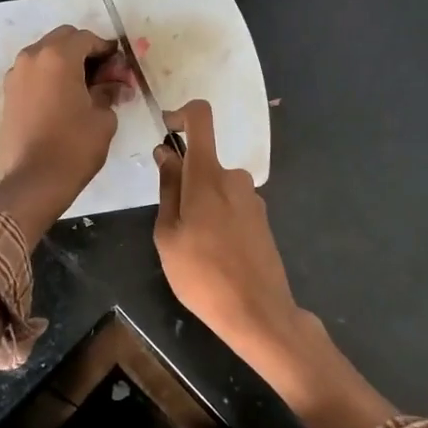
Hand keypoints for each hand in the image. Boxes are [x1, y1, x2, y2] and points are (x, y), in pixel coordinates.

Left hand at [0, 26, 134, 241]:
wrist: (34, 181)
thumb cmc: (74, 146)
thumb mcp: (103, 117)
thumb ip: (109, 91)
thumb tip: (115, 83)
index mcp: (58, 56)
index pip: (87, 38)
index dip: (107, 49)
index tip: (120, 66)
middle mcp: (32, 57)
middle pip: (63, 40)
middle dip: (85, 52)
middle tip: (104, 75)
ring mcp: (16, 75)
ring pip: (46, 54)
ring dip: (66, 63)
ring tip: (85, 87)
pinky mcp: (8, 94)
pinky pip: (34, 73)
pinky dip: (50, 76)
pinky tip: (65, 98)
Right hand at [154, 100, 396, 427]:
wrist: (258, 313)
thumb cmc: (202, 276)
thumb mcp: (168, 235)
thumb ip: (168, 189)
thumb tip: (166, 154)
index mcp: (208, 175)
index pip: (201, 118)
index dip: (181, 114)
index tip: (166, 130)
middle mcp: (235, 177)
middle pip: (203, 162)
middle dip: (183, 183)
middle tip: (171, 226)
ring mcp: (252, 198)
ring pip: (216, 187)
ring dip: (200, 205)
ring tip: (192, 248)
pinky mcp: (262, 218)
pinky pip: (231, 205)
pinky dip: (217, 218)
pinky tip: (214, 255)